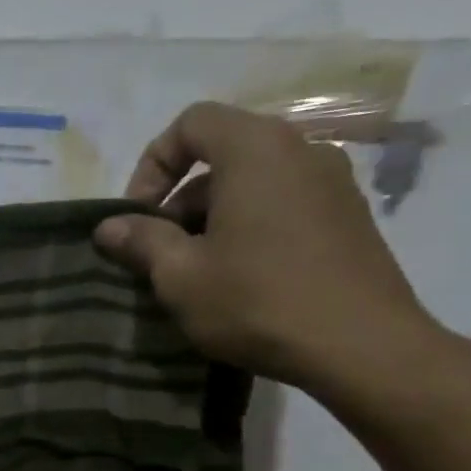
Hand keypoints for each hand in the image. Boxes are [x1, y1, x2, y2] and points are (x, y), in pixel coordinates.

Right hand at [94, 102, 440, 394]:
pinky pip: (282, 205)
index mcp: (256, 149)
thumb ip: (141, 240)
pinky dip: (249, 228)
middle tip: (161, 253)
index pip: (191, 123)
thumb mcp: (180, 275)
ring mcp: (332, 183)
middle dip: (179, 200)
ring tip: (196, 273)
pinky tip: (240, 280)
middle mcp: (300, 150)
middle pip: (222, 154)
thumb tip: (109, 226)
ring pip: (252, 184)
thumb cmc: (257, 301)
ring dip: (212, 219)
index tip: (138, 217)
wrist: (362, 347)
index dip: (152, 164)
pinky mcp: (349, 217)